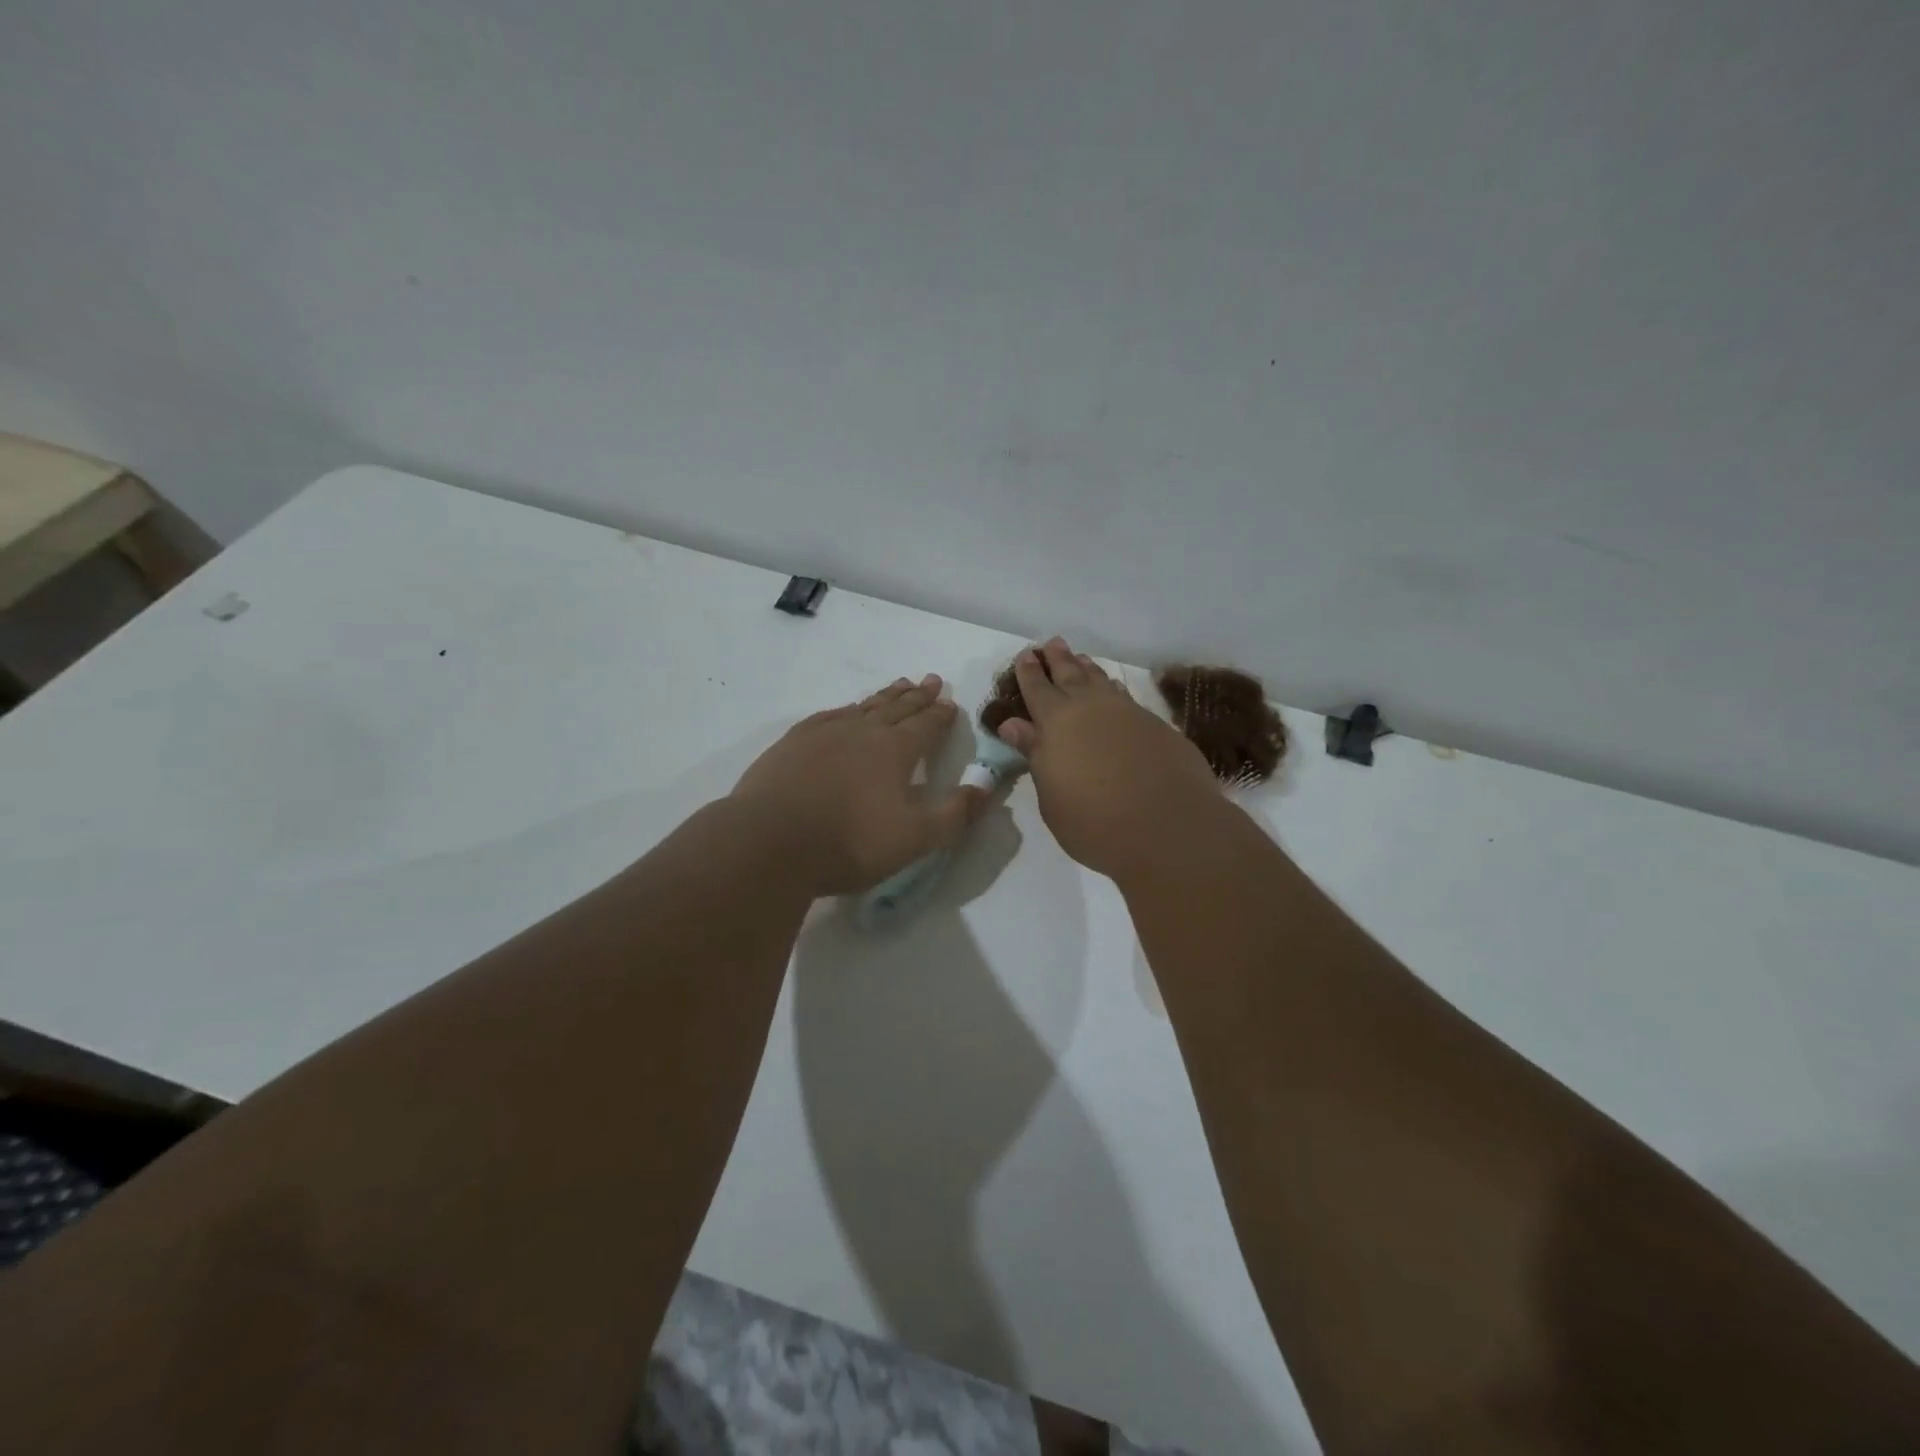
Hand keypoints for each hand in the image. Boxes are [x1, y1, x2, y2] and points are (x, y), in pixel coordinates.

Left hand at [730, 674, 986, 895]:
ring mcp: (824, 733)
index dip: (941, 715)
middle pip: (897, 707)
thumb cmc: (850, 843)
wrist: (769, 843)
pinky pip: (829, 716)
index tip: (951, 703)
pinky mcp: (792, 743)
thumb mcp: (915, 838)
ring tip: (898, 685)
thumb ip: (955, 813)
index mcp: (895, 749)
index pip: (926, 725)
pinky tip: (845, 711)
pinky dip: (846, 709)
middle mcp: (862, 731)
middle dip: (918, 695)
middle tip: (931, 680)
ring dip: (885, 696)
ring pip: (863, 706)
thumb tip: (987, 786)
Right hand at [995, 639, 1221, 878]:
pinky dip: (1114, 688)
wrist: (1167, 826)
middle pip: (1071, 675)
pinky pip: (1126, 696)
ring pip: (1101, 681)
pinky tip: (1114, 689)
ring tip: (1080, 658)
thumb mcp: (1051, 795)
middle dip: (1058, 659)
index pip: (1037, 689)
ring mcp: (1128, 713)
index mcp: (1056, 722)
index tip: (1025, 655)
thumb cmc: (1094, 822)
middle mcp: (1091, 708)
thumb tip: (1014, 725)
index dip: (1029, 672)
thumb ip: (1035, 754)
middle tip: (1051, 643)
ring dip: (1087, 668)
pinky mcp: (1157, 726)